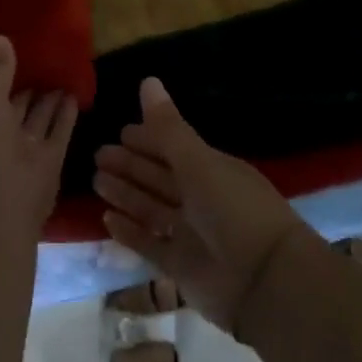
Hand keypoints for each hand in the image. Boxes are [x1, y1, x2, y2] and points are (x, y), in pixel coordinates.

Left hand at [0, 36, 79, 241]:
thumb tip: (2, 37)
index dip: (3, 75)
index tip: (17, 51)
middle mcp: (0, 138)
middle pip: (18, 106)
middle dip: (29, 86)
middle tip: (45, 59)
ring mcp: (26, 150)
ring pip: (40, 118)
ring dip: (50, 99)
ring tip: (63, 72)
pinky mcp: (51, 161)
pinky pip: (60, 131)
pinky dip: (67, 115)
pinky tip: (75, 93)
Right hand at [92, 77, 304, 333]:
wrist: (265, 282)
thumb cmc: (234, 209)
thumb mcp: (198, 162)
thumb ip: (168, 126)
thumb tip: (147, 80)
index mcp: (210, 169)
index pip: (173, 148)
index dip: (147, 139)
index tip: (120, 131)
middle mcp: (200, 198)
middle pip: (158, 176)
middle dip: (130, 165)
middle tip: (98, 154)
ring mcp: (190, 233)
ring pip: (151, 207)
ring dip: (125, 194)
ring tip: (97, 180)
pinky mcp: (181, 266)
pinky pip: (149, 244)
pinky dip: (129, 232)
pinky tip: (106, 219)